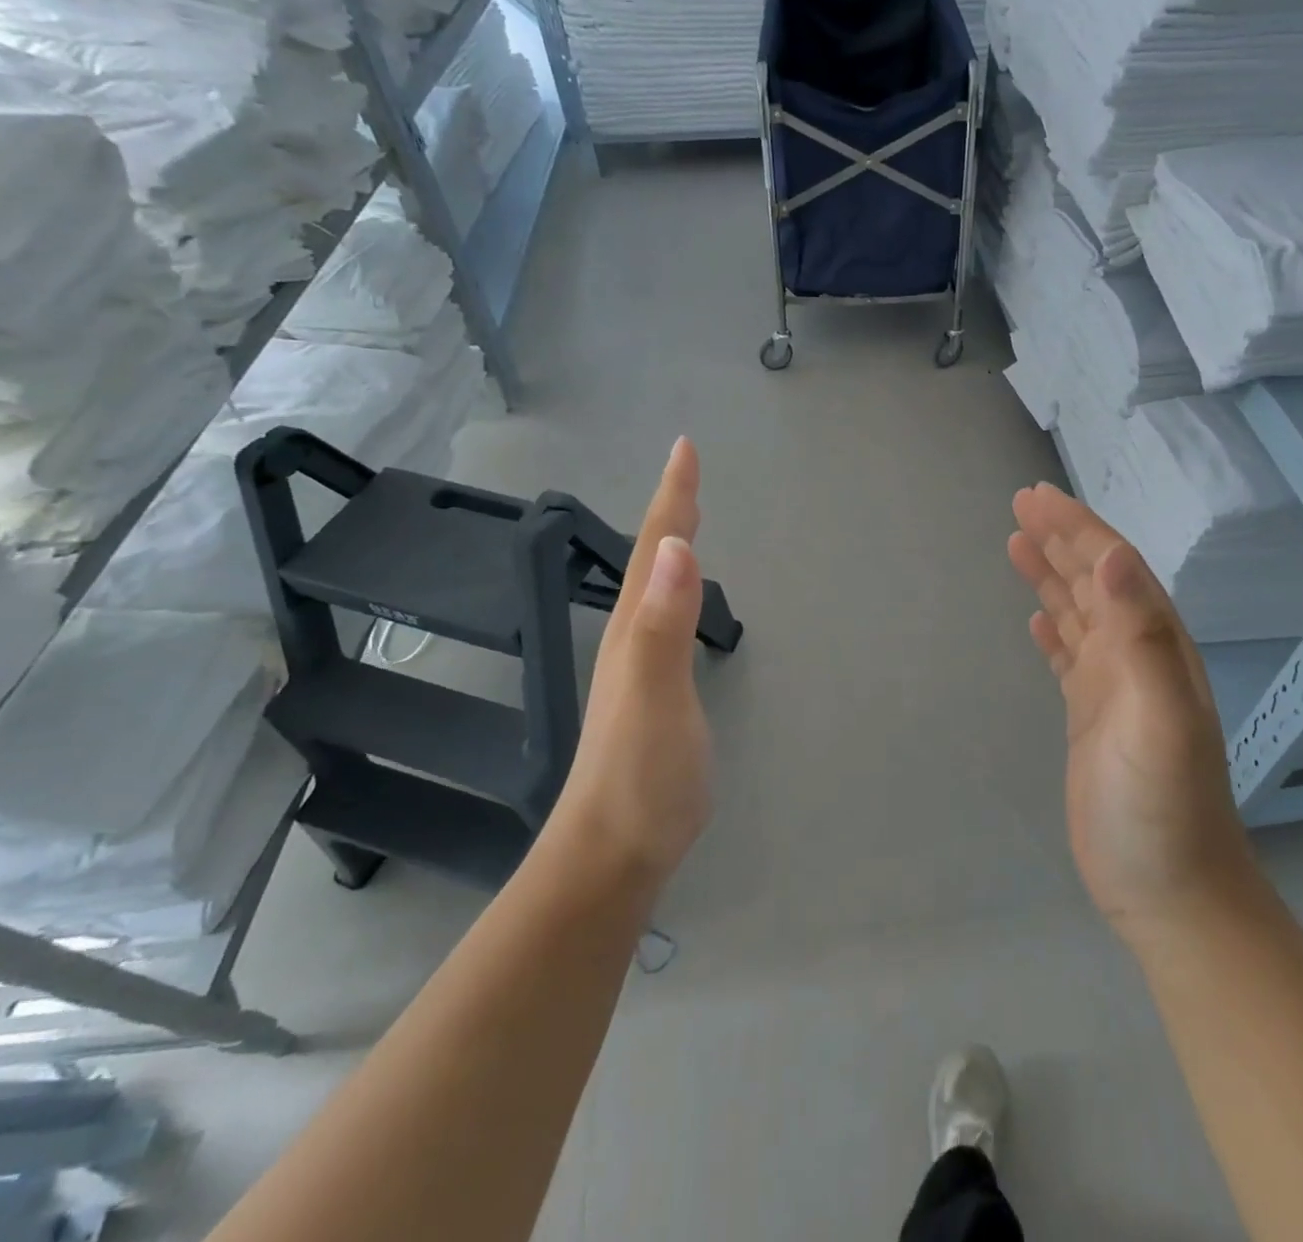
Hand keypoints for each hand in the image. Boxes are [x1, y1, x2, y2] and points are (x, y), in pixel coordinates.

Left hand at [547, 437, 712, 888]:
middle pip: (650, 559)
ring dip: (669, 546)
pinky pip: (666, 619)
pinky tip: (681, 597)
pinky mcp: (655, 693)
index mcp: (633, 628)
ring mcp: (640, 666)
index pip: (654, 548)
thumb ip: (663, 623)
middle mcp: (631, 637)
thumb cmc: (640, 775)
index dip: (672, 497)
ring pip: (654, 588)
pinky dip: (677, 590)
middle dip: (671, 510)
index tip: (685, 448)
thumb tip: (673, 548)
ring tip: (686, 519)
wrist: (614, 852)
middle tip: (688, 471)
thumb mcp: (655, 695)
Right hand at [1008, 483, 1256, 946]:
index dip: (1076, 529)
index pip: (1113, 569)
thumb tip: (1115, 555)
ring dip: (1051, 577)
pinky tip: (1037, 620)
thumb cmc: (1164, 809)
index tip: (1036, 498)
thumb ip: (1143, 637)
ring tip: (1017, 544)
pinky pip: (1069, 658)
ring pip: (1079, 615)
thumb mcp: (1161, 720)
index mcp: (1155, 647)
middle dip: (1060, 540)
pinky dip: (1053, 631)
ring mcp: (1114, 690)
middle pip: (1094, 582)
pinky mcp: (1091, 719)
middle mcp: (1136, 658)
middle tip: (1020, 505)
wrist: (1171, 893)